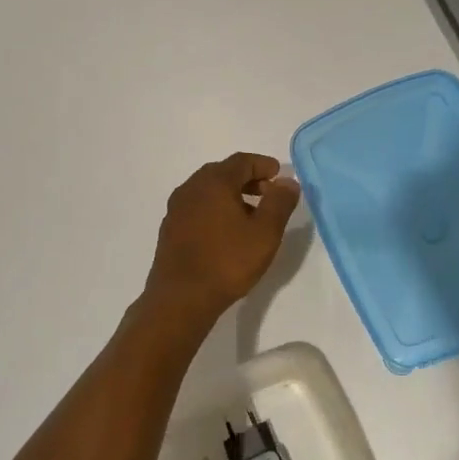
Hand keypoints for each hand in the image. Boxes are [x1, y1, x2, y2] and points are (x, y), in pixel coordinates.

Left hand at [141, 153, 299, 322]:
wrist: (181, 298)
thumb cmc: (227, 262)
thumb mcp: (265, 233)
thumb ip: (279, 203)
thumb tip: (288, 182)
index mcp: (214, 182)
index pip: (242, 161)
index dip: (263, 164)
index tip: (279, 175)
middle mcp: (191, 188)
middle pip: (223, 172)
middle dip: (248, 179)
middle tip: (269, 193)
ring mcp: (176, 208)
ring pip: (208, 190)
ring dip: (231, 195)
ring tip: (251, 215)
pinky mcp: (170, 228)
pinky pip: (197, 207)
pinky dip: (215, 209)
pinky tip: (227, 232)